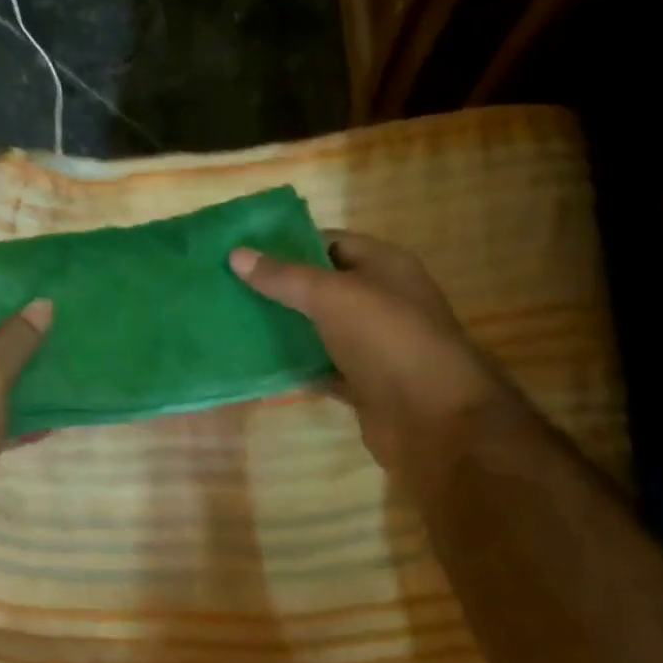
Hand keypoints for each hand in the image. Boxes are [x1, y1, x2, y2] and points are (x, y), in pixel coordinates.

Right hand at [230, 231, 502, 479]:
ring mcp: (373, 345)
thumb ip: (284, 277)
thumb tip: (236, 255)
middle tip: (229, 288)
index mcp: (384, 266)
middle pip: (322, 287)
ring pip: (319, 329)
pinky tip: (257, 366)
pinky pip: (321, 368)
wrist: (434, 419)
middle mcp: (381, 300)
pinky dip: (295, 368)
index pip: (330, 242)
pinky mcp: (363, 383)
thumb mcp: (332, 297)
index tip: (244, 251)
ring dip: (283, 329)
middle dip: (279, 288)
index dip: (288, 244)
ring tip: (234, 323)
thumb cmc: (387, 340)